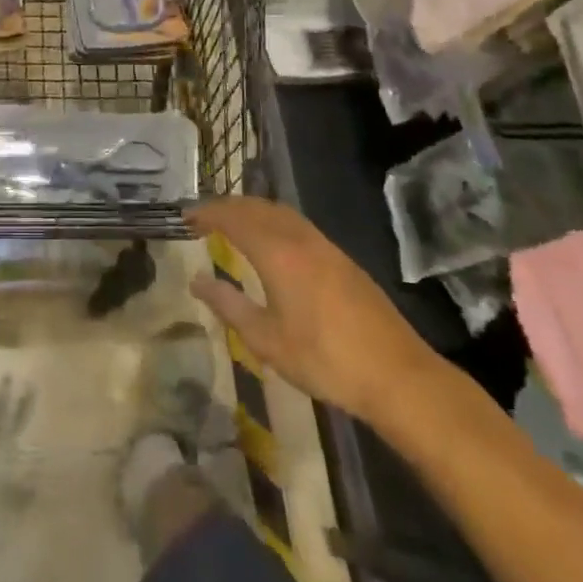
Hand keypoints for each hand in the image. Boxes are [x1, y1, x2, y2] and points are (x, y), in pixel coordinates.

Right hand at [187, 196, 448, 430]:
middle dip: (227, 206)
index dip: (207, 213)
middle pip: (257, 207)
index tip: (185, 217)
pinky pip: (297, 223)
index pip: (233, 218)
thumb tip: (197, 281)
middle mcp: (299, 238)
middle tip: (204, 217)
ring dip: (252, 210)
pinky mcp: (341, 258)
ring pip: (280, 212)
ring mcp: (325, 245)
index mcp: (277, 253)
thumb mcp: (267, 340)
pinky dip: (273, 220)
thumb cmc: (325, 360)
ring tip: (232, 224)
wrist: (397, 374)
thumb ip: (229, 306)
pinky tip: (272, 242)